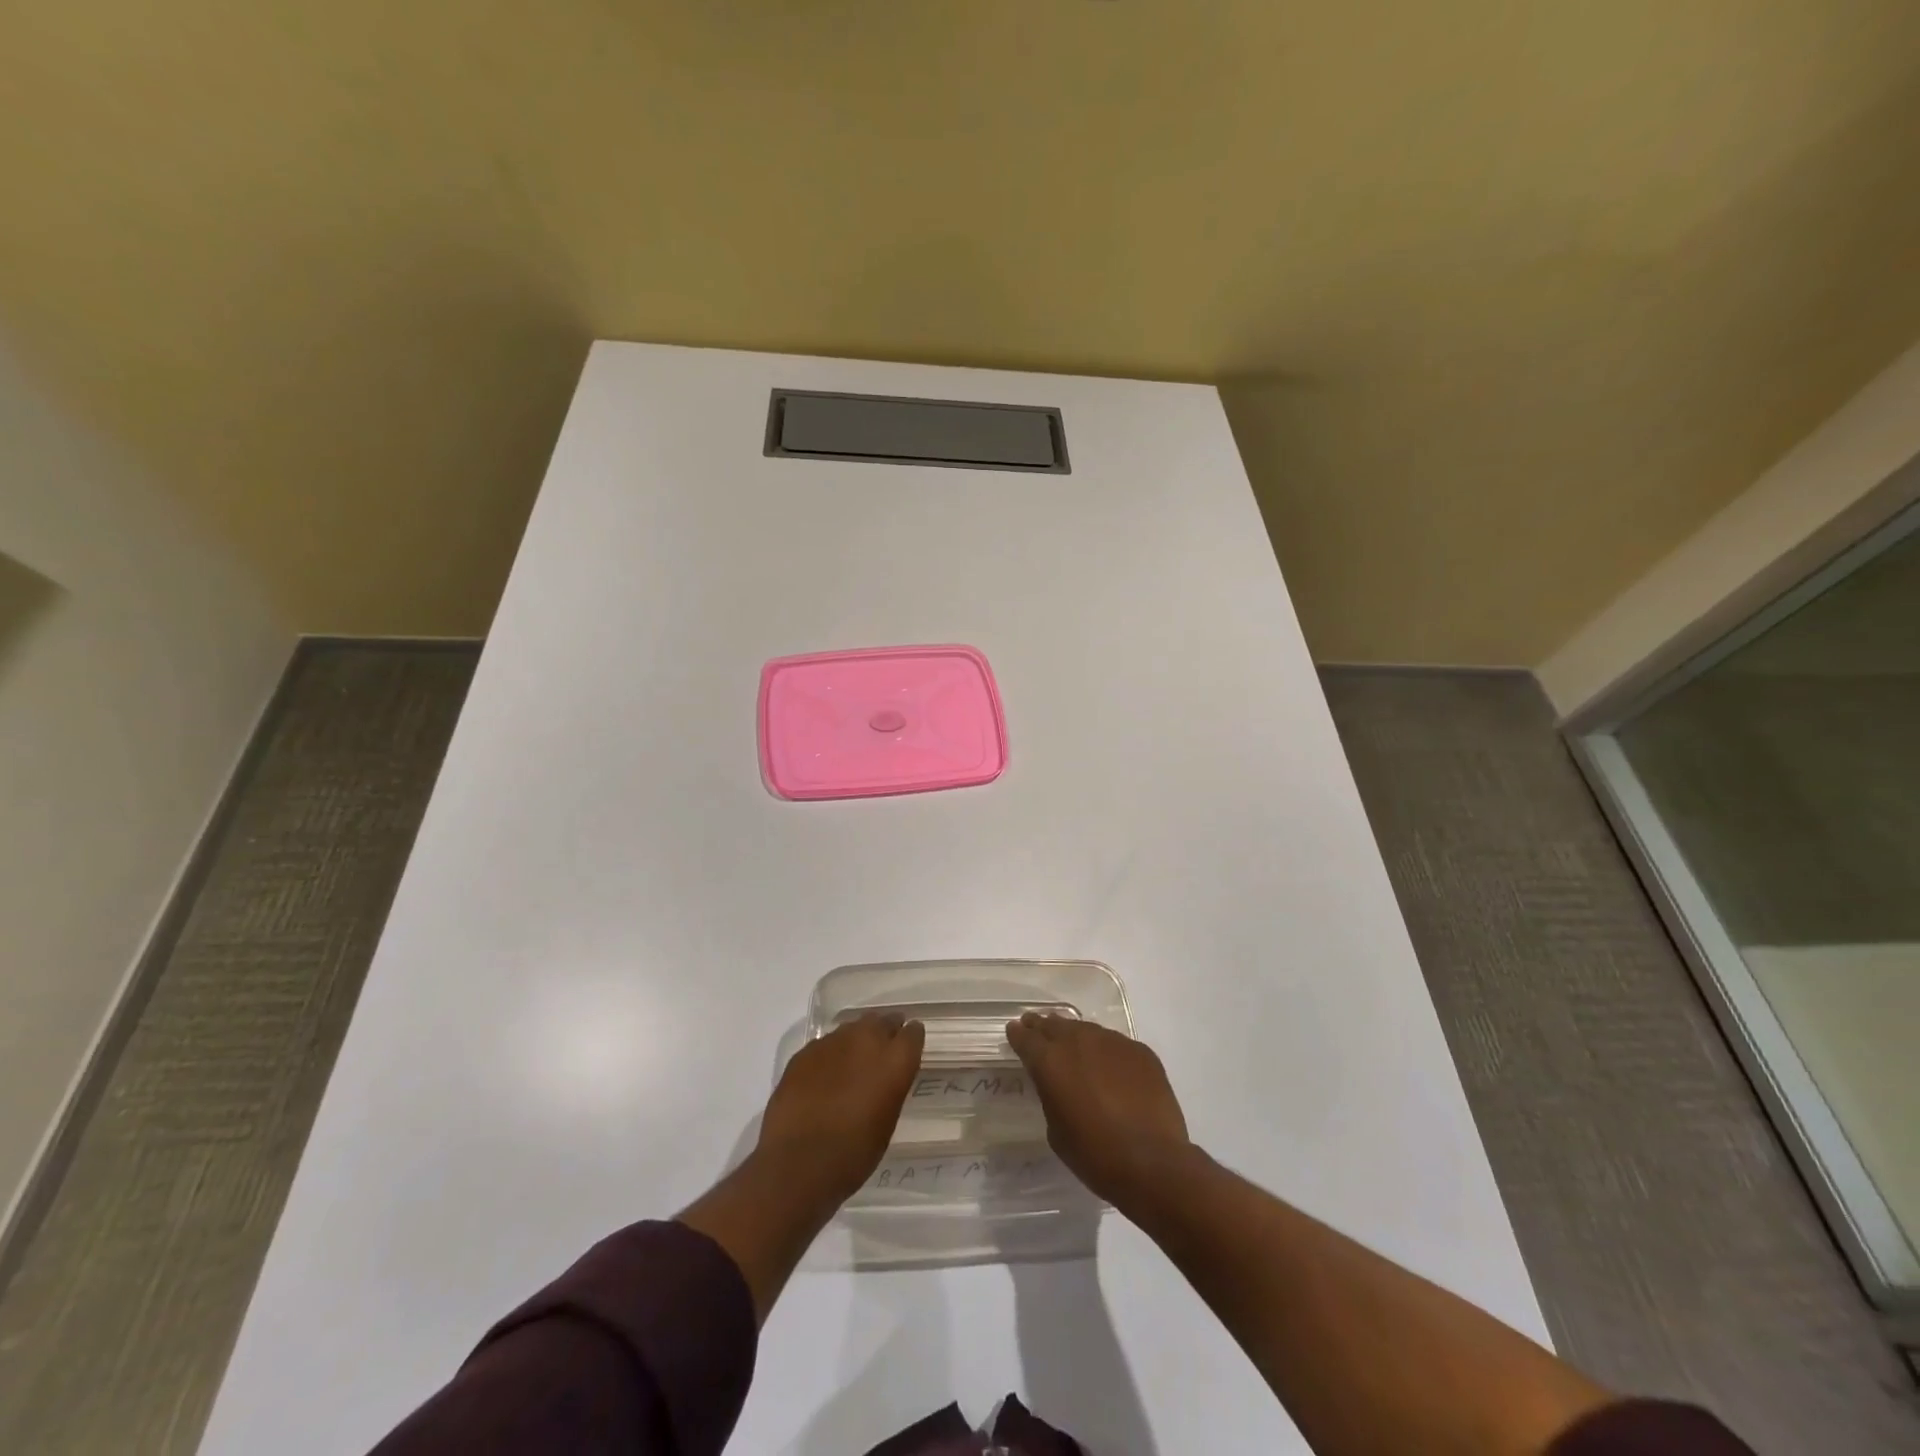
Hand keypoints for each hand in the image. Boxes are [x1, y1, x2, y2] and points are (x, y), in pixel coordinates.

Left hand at [755, 1012, 925, 1206]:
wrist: (798, 1163)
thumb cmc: (854, 1153)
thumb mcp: (887, 1121)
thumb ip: (890, 1087)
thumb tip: (883, 1078)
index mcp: (895, 1060)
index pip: (913, 1033)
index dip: (911, 1040)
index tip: (908, 1048)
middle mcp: (866, 1040)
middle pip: (882, 1021)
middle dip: (885, 1032)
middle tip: (882, 1051)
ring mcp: (832, 1042)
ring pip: (852, 1029)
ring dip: (856, 1041)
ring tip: (851, 1064)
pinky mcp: (805, 1052)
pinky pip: (825, 1045)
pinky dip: (830, 1055)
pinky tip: (824, 1077)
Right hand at [1005, 1013, 1193, 1206]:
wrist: (1152, 1162)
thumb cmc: (1095, 1154)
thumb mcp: (1056, 1129)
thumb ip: (1051, 1096)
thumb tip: (1059, 1084)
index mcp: (1050, 1061)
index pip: (1026, 1038)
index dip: (1018, 1035)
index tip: (1014, 1032)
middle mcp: (1079, 1041)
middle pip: (1055, 1025)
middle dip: (1043, 1027)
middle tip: (1036, 1027)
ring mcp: (1112, 1042)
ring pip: (1086, 1029)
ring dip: (1075, 1036)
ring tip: (1073, 1045)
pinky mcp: (1140, 1051)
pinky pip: (1115, 1045)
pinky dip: (1107, 1052)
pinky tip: (1111, 1068)